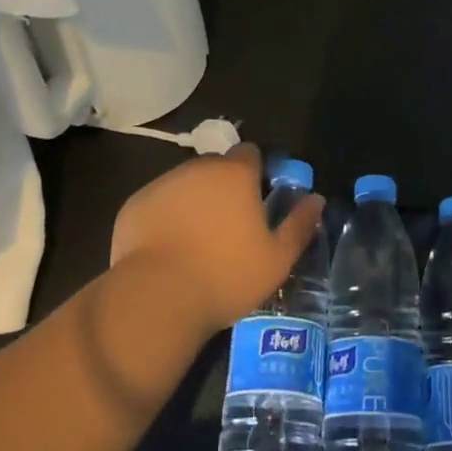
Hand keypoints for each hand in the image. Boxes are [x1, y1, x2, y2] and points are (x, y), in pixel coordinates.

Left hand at [108, 144, 323, 334]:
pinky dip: (165, 218)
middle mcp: (198, 168)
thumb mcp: (277, 259)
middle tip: (229, 226)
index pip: (250, 153)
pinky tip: (168, 250)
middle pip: (216, 167)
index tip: (257, 199)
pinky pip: (157, 204)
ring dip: (194, 201)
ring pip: (185, 184)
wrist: (158, 298)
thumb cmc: (226, 276)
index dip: (256, 172)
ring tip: (196, 241)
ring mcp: (162, 184)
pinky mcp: (134, 205)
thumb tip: (316, 200)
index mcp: (235, 174)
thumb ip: (299, 225)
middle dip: (223, 187)